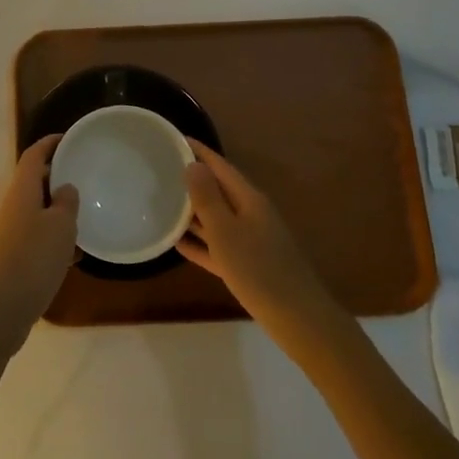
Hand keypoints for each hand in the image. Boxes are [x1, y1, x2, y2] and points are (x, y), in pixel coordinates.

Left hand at [0, 136, 79, 355]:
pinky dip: (54, 237)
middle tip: (83, 177)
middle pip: (34, 181)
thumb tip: (64, 188)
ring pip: (37, 210)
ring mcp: (10, 232)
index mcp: (22, 190)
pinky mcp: (13, 256)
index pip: (33, 155)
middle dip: (57, 177)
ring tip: (84, 216)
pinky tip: (74, 254)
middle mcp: (12, 206)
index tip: (69, 138)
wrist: (2, 306)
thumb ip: (66, 202)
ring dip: (57, 210)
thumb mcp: (60, 226)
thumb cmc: (34, 257)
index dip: (50, 143)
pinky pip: (36, 235)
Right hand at [178, 143, 335, 335]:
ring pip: (216, 218)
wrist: (298, 319)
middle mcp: (250, 214)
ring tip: (162, 202)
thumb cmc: (259, 270)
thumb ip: (207, 198)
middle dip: (192, 179)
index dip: (199, 151)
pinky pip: (218, 246)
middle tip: (161, 170)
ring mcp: (250, 240)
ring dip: (192, 211)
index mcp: (249, 199)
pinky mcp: (247, 265)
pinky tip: (176, 243)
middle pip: (218, 190)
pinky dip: (199, 242)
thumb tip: (193, 164)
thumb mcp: (226, 231)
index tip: (174, 139)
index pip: (220, 166)